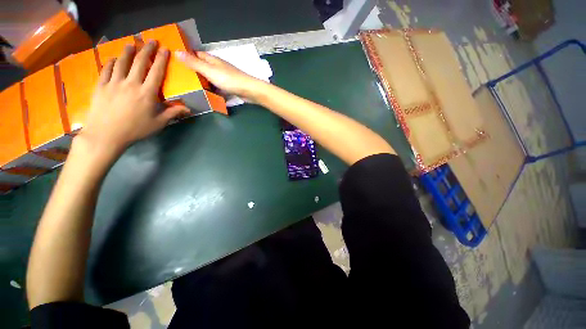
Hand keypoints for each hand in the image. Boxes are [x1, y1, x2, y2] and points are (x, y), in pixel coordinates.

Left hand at [79, 41, 189, 156]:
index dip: (161, 59)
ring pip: (122, 62)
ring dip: (128, 52)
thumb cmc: (135, 130)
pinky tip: (113, 59)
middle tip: (150, 40)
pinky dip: (111, 62)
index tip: (165, 49)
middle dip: (146, 50)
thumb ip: (172, 113)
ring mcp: (114, 83)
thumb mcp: (158, 123)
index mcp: (147, 93)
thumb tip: (188, 109)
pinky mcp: (101, 86)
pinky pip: (106, 70)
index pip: (156, 72)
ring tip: (131, 44)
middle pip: (140, 62)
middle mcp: (131, 83)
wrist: (106, 135)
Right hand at [175, 51, 267, 101]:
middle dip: (193, 70)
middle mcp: (218, 67)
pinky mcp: (230, 87)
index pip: (197, 54)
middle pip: (203, 66)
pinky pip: (217, 87)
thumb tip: (177, 51)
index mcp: (213, 60)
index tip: (175, 60)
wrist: (249, 91)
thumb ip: (194, 63)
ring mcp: (225, 77)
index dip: (187, 55)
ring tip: (189, 87)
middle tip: (180, 77)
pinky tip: (206, 95)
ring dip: (202, 81)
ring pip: (210, 78)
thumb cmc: (229, 80)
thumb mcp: (209, 71)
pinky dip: (212, 89)